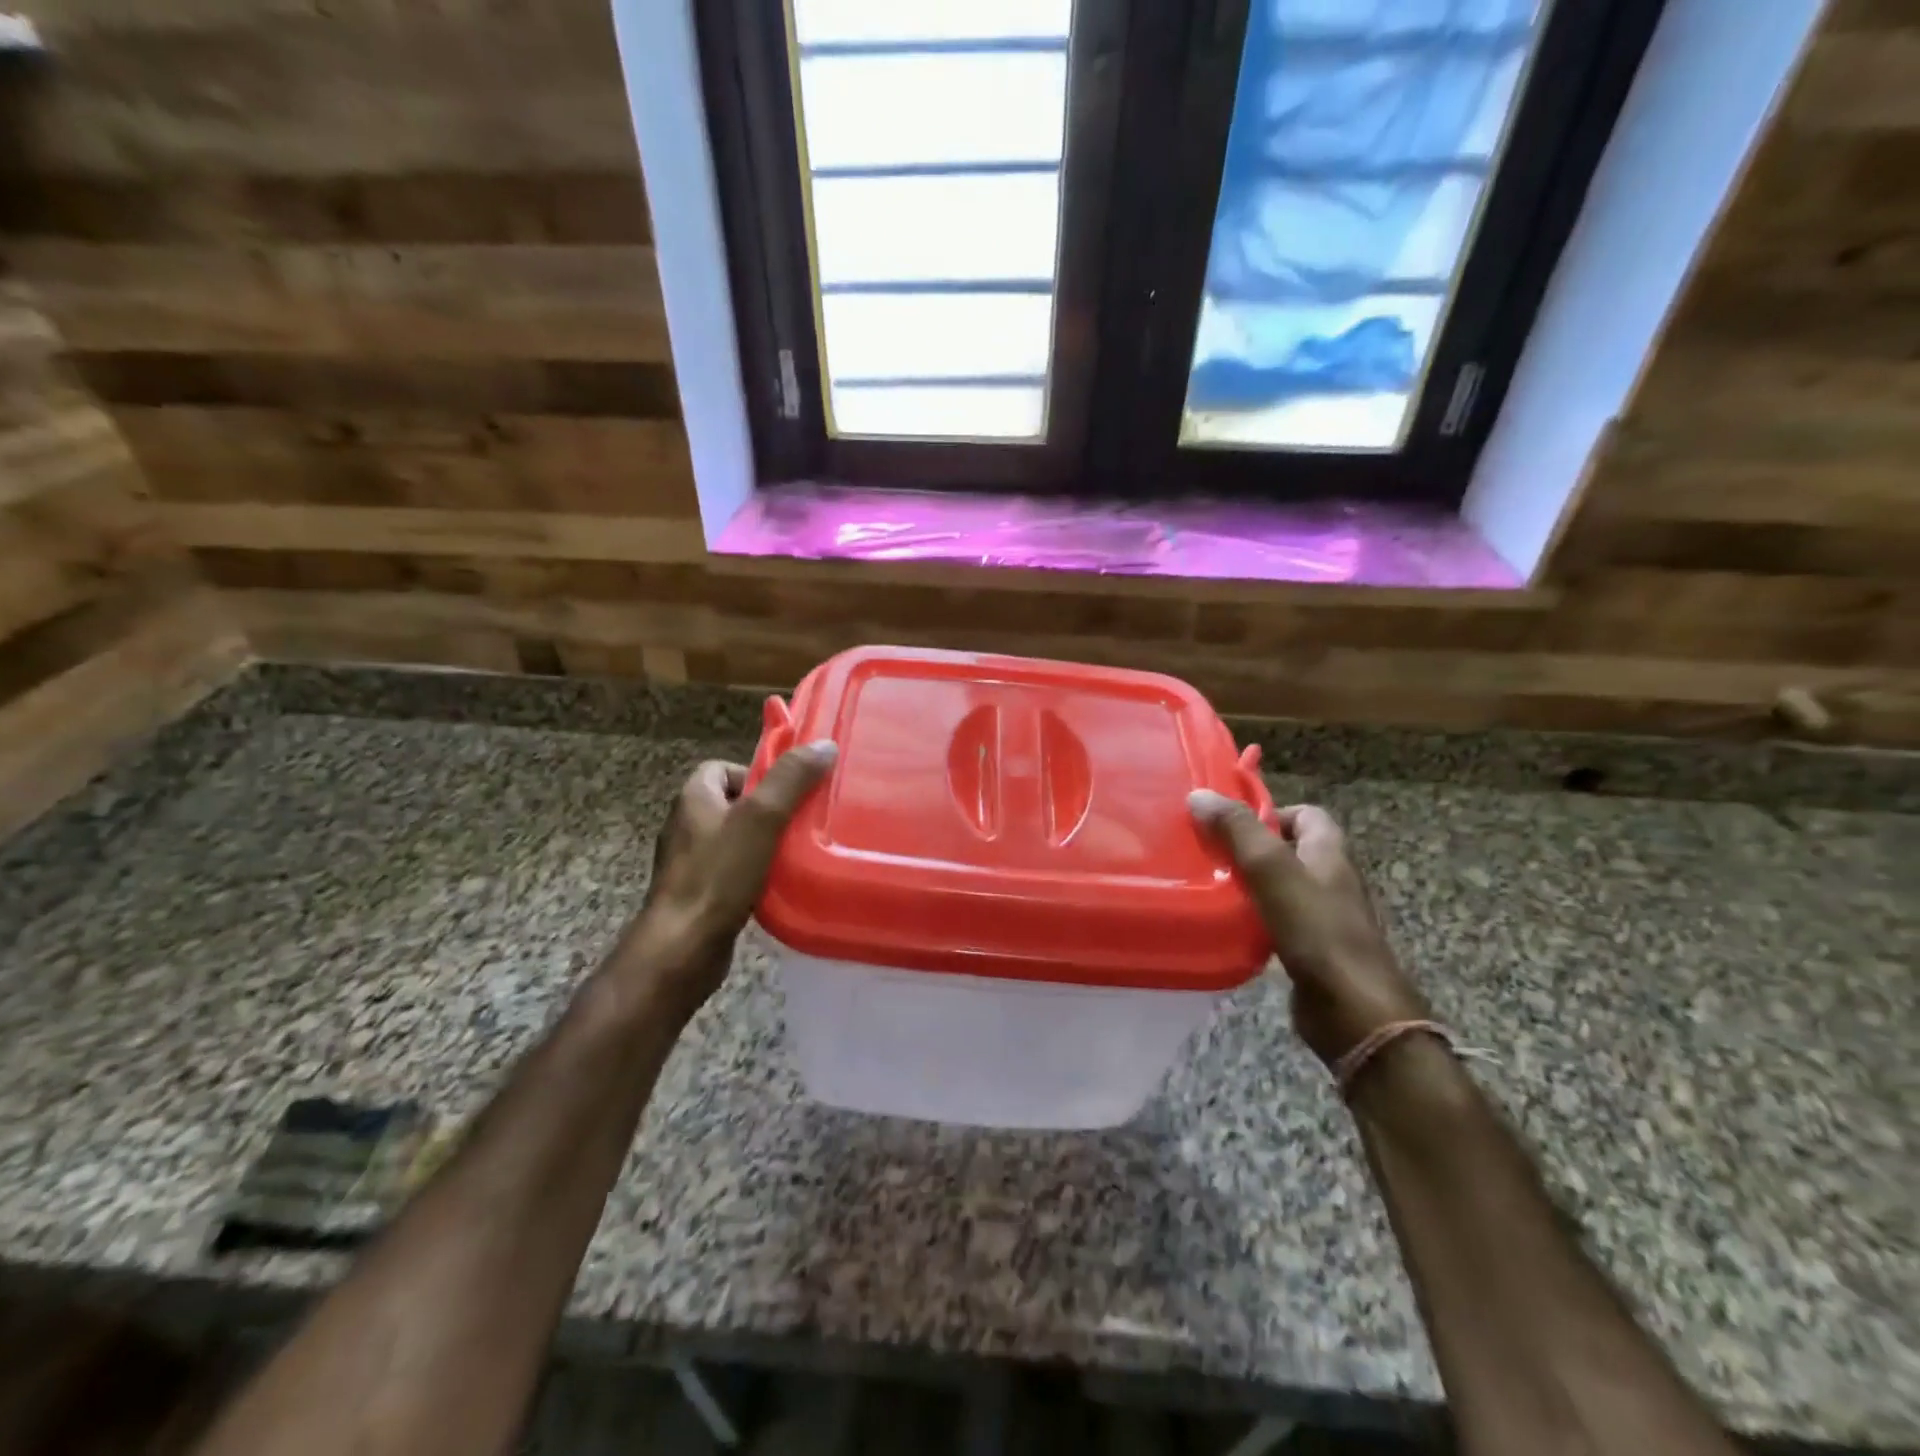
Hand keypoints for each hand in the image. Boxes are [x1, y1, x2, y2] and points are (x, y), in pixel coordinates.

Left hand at [616, 742, 837, 1012]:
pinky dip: (755, 873)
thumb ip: (791, 779)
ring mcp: (689, 862)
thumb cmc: (718, 875)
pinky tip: (776, 885)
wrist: (682, 948)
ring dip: (764, 843)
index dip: (757, 774)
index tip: (788, 793)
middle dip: (768, 810)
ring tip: (795, 853)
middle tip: (800, 823)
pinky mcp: (698, 893)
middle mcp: (686, 825)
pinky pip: (732, 870)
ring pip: (736, 839)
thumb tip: (824, 745)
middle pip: (735, 803)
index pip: (724, 768)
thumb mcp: (761, 818)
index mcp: (694, 798)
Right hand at [1189, 793, 1427, 1066]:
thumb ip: (1238, 831)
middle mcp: (1330, 880)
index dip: (1270, 811)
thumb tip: (1199, 794)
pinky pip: (1276, 922)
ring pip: (1280, 887)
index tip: (1228, 823)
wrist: (1354, 1012)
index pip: (1306, 815)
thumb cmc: (1317, 931)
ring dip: (1247, 884)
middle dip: (1250, 847)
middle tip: (1208, 851)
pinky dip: (1252, 919)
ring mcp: (1322, 918)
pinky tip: (1225, 925)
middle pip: (1289, 850)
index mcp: (1329, 853)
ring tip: (1207, 884)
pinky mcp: (1310, 951)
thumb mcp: (1273, 870)